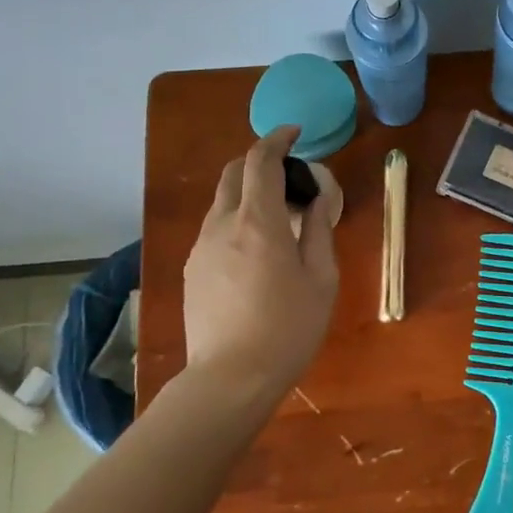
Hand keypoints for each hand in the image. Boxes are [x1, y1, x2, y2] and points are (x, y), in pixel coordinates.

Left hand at [182, 127, 338, 399]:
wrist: (230, 378)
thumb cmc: (288, 328)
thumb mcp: (321, 278)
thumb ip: (320, 230)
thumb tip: (318, 199)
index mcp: (259, 221)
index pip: (260, 161)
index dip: (277, 139)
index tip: (294, 133)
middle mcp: (222, 224)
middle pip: (233, 173)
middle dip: (259, 162)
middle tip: (289, 177)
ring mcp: (201, 247)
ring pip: (222, 202)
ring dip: (248, 194)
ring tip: (277, 218)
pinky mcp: (191, 269)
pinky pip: (214, 228)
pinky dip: (236, 220)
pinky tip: (255, 250)